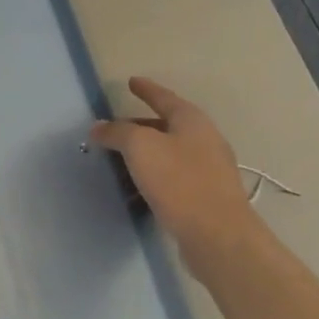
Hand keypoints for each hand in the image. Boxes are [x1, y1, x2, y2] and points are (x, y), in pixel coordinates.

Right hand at [90, 78, 258, 276]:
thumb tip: (99, 128)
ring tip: (122, 157)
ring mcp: (209, 171)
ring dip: (148, 152)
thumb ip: (117, 132)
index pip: (164, 98)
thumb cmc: (179, 181)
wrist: (218, 237)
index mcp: (192, 121)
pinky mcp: (207, 198)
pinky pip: (175, 176)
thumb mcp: (140, 147)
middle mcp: (205, 140)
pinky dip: (155, 174)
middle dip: (142, 124)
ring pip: (171, 152)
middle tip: (117, 127)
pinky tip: (140, 185)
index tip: (131, 82)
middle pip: (168, 125)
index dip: (146, 89)